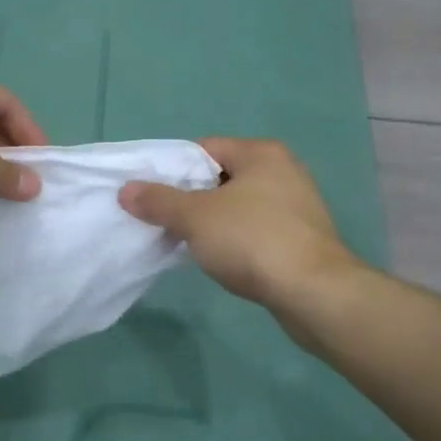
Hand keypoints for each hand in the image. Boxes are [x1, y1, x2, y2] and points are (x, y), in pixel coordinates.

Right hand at [118, 138, 359, 310]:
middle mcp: (284, 171)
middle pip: (221, 177)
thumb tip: (126, 190)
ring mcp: (298, 205)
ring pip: (239, 206)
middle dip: (191, 199)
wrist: (314, 293)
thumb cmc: (252, 240)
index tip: (152, 194)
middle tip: (165, 220)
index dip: (174, 169)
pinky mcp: (303, 238)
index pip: (205, 148)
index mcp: (261, 153)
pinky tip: (223, 261)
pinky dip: (237, 241)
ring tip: (189, 243)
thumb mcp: (195, 218)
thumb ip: (159, 201)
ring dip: (213, 223)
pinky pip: (257, 230)